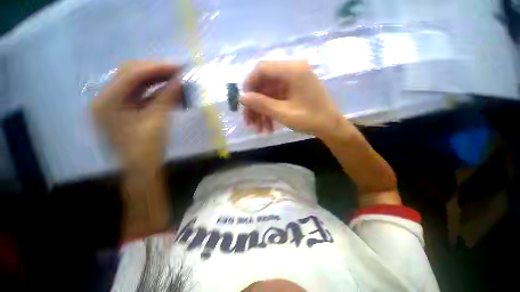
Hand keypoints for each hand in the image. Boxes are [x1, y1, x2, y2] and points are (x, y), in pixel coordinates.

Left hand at [92, 62, 181, 169]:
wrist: (141, 170)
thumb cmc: (146, 150)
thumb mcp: (158, 121)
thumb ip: (167, 98)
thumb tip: (180, 80)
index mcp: (107, 102)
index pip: (130, 75)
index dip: (156, 68)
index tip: (177, 67)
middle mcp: (105, 99)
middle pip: (130, 75)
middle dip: (155, 71)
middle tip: (177, 71)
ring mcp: (113, 104)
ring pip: (134, 84)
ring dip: (155, 79)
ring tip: (175, 78)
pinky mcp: (122, 110)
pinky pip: (138, 94)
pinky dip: (153, 90)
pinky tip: (167, 89)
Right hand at [241, 61, 343, 135]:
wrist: (330, 127)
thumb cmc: (310, 119)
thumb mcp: (283, 113)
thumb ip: (262, 104)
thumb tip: (243, 97)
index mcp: (293, 71)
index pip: (262, 68)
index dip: (249, 84)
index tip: (243, 101)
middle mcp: (292, 71)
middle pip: (264, 84)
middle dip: (255, 105)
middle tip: (249, 122)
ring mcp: (293, 82)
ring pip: (269, 94)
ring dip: (262, 112)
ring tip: (259, 129)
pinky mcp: (293, 91)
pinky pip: (276, 99)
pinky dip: (270, 112)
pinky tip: (268, 127)